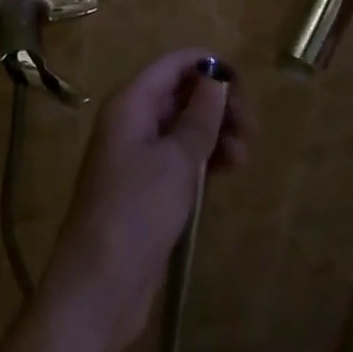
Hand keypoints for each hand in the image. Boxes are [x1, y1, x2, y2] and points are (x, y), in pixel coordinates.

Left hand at [42, 49, 252, 351]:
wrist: (100, 286)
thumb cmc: (137, 211)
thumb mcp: (176, 159)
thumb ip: (200, 116)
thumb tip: (216, 77)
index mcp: (130, 104)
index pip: (171, 65)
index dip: (206, 65)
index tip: (243, 83)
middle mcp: (132, 122)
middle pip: (180, 95)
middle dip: (218, 105)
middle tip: (251, 128)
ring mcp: (139, 157)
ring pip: (185, 129)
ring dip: (217, 135)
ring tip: (245, 157)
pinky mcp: (149, 189)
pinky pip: (182, 159)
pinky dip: (206, 159)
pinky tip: (231, 170)